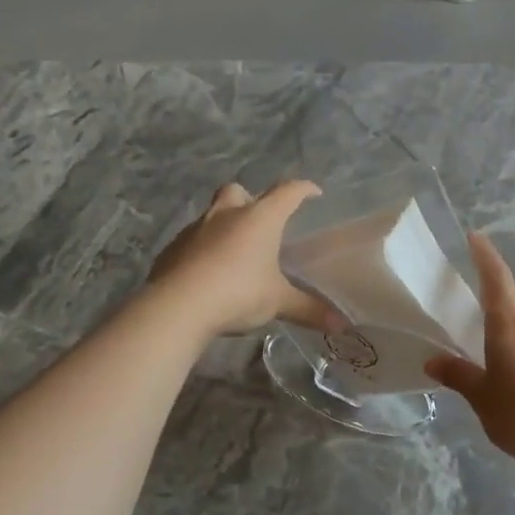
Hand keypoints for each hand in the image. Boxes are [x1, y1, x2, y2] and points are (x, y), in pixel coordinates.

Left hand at [148, 182, 333, 335]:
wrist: (177, 306)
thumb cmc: (238, 293)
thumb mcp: (278, 302)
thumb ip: (309, 310)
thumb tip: (342, 325)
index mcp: (259, 219)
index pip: (287, 192)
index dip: (303, 189)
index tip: (314, 193)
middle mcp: (226, 215)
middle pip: (238, 191)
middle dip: (250, 199)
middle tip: (261, 222)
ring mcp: (195, 229)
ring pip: (212, 215)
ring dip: (225, 226)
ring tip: (236, 253)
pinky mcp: (172, 249)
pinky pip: (193, 241)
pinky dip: (204, 250)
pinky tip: (209, 272)